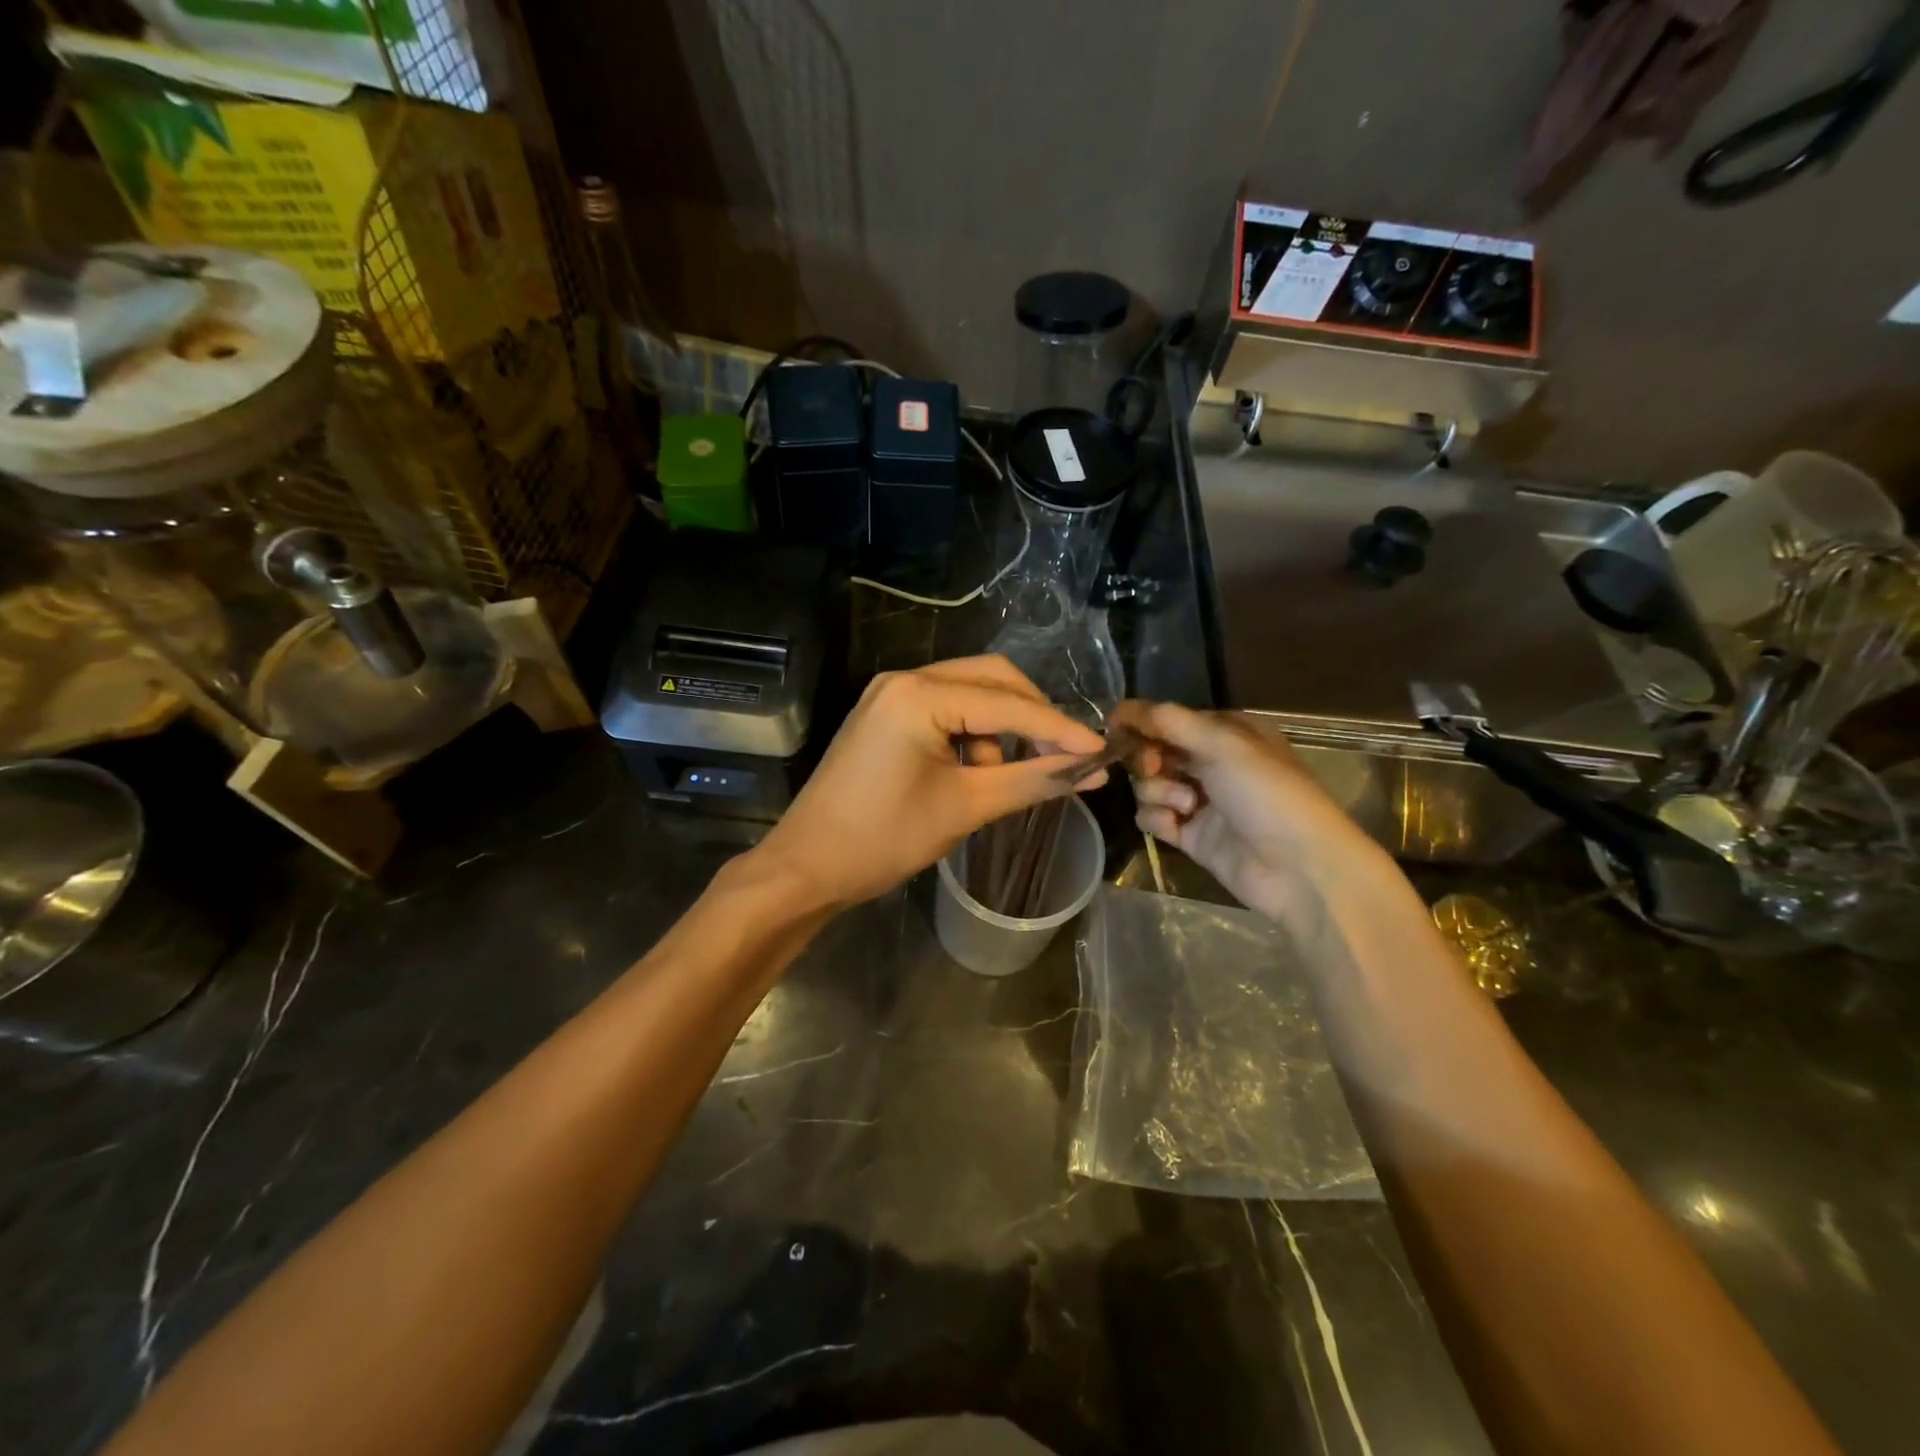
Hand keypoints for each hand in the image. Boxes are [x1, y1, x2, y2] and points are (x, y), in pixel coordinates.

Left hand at [752, 657, 1108, 911]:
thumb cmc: (883, 839)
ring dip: (1000, 728)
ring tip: (1004, 777)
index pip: (1008, 704)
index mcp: (919, 694)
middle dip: (1032, 716)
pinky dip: (972, 734)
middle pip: (991, 678)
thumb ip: (1032, 781)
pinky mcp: (885, 714)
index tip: (1102, 750)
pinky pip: (945, 708)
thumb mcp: (965, 808)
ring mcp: (890, 694)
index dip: (1059, 728)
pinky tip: (974, 772)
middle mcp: (904, 679)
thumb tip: (1092, 771)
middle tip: (1063, 755)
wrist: (807, 866)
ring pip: (969, 692)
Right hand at [1110, 700, 1389, 921]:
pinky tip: (1177, 826)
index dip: (1142, 722)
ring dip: (1158, 791)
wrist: (1299, 868)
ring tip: (1185, 805)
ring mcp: (1200, 800)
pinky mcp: (1191, 835)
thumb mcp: (1222, 744)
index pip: (1170, 718)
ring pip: (1149, 784)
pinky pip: (1152, 817)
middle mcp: (1212, 762)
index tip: (1115, 728)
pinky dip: (1157, 818)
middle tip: (1155, 767)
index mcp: (1227, 732)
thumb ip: (1169, 722)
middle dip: (1148, 758)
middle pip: (1155, 750)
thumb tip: (1121, 707)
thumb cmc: (1266, 793)